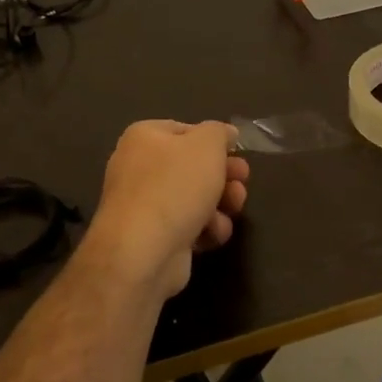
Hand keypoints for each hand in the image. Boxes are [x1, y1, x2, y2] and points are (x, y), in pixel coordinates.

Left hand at [83, 120, 249, 299]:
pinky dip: (205, 230)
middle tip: (242, 182)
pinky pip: (187, 226)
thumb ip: (219, 132)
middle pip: (193, 168)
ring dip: (220, 204)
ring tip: (233, 209)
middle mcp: (139, 168)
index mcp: (144, 138)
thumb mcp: (207, 144)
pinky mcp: (153, 237)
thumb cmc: (175, 186)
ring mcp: (144, 205)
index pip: (186, 130)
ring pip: (194, 199)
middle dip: (224, 176)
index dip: (214, 142)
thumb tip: (225, 133)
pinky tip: (213, 234)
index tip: (237, 154)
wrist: (143, 251)